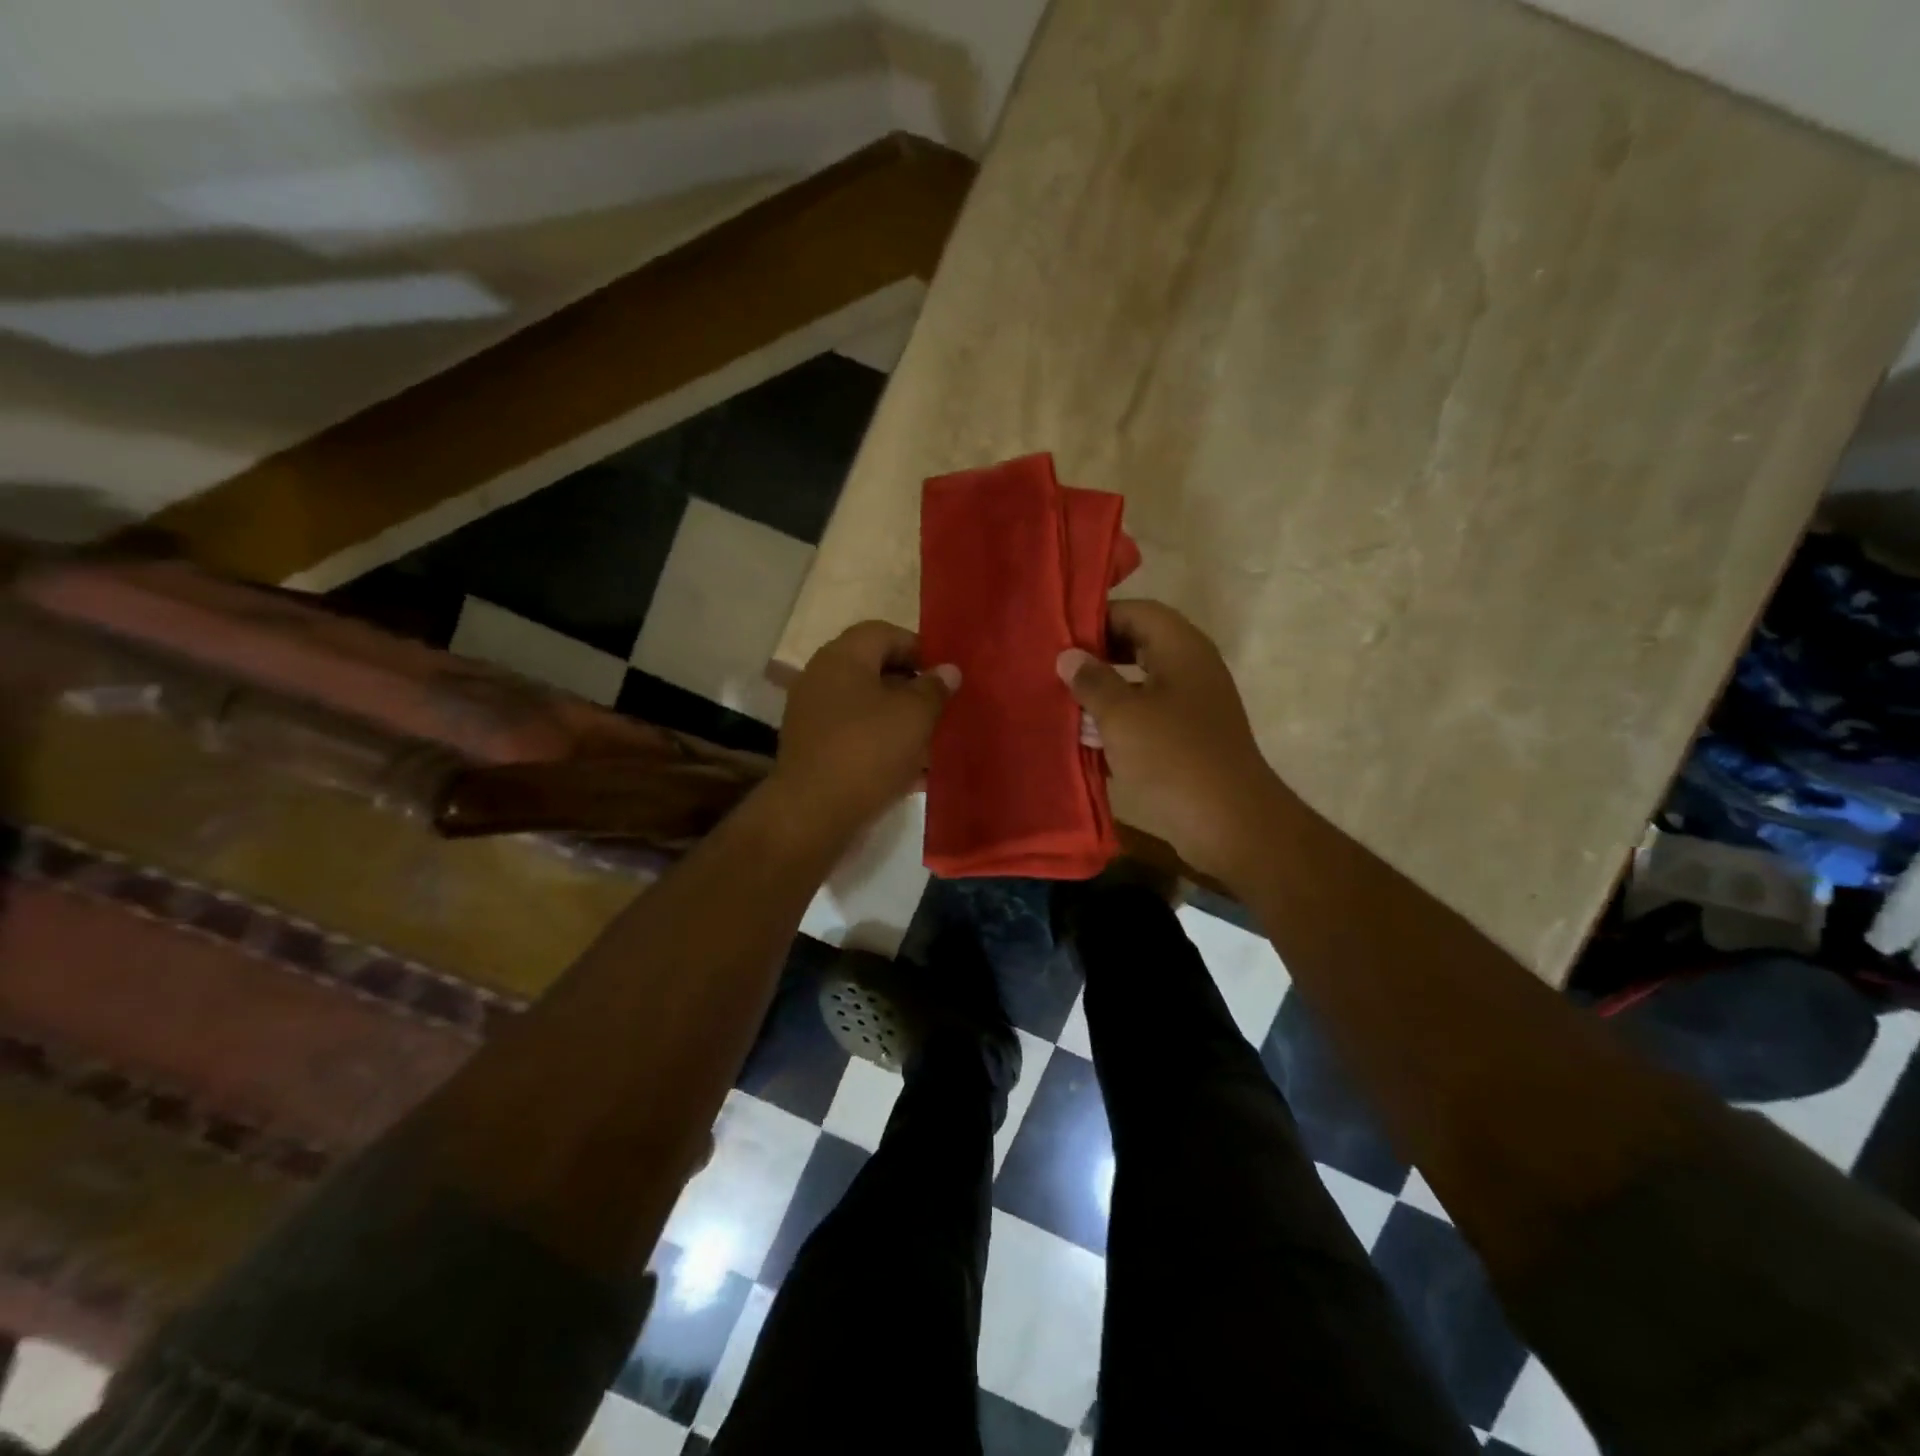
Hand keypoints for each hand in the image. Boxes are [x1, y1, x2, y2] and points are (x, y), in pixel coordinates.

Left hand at [772, 621, 957, 837]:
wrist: (813, 814)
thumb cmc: (868, 751)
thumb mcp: (914, 716)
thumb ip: (934, 688)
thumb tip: (948, 670)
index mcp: (843, 657)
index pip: (885, 633)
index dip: (919, 648)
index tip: (946, 676)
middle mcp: (822, 678)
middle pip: (875, 670)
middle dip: (913, 688)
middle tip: (943, 708)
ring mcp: (814, 716)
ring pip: (868, 707)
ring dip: (901, 720)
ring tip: (933, 742)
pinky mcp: (815, 750)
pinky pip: (857, 737)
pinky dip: (883, 746)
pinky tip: (912, 771)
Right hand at [1058, 600, 1282, 879]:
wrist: (1229, 822)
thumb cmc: (1173, 757)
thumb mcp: (1122, 715)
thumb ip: (1092, 681)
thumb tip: (1069, 655)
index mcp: (1182, 649)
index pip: (1137, 611)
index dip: (1098, 618)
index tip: (1060, 636)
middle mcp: (1191, 668)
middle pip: (1140, 644)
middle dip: (1098, 654)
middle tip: (1058, 668)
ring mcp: (1192, 704)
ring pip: (1141, 683)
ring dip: (1106, 690)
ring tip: (1064, 701)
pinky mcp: (1188, 738)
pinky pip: (1148, 715)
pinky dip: (1120, 720)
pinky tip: (1088, 736)